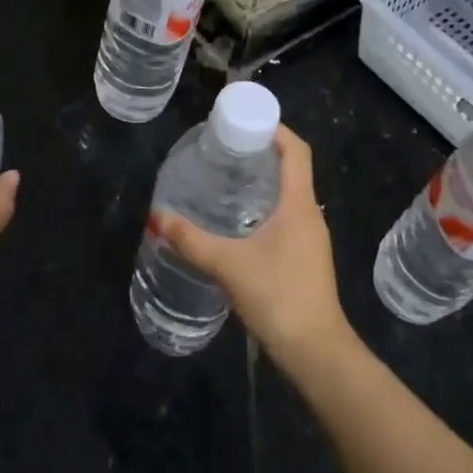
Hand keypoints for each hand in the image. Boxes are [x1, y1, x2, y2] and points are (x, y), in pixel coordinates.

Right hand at [152, 125, 351, 371]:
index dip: (276, 129)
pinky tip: (240, 223)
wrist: (316, 351)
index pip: (296, 150)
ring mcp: (312, 238)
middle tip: (226, 149)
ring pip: (290, 196)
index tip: (246, 121)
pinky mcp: (307, 259)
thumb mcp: (228, 265)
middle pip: (293, 169)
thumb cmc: (277, 295)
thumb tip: (156, 218)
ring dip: (265, 182)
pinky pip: (288, 218)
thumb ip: (191, 240)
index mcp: (299, 204)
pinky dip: (266, 208)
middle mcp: (311, 214)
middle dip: (263, 153)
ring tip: (228, 180)